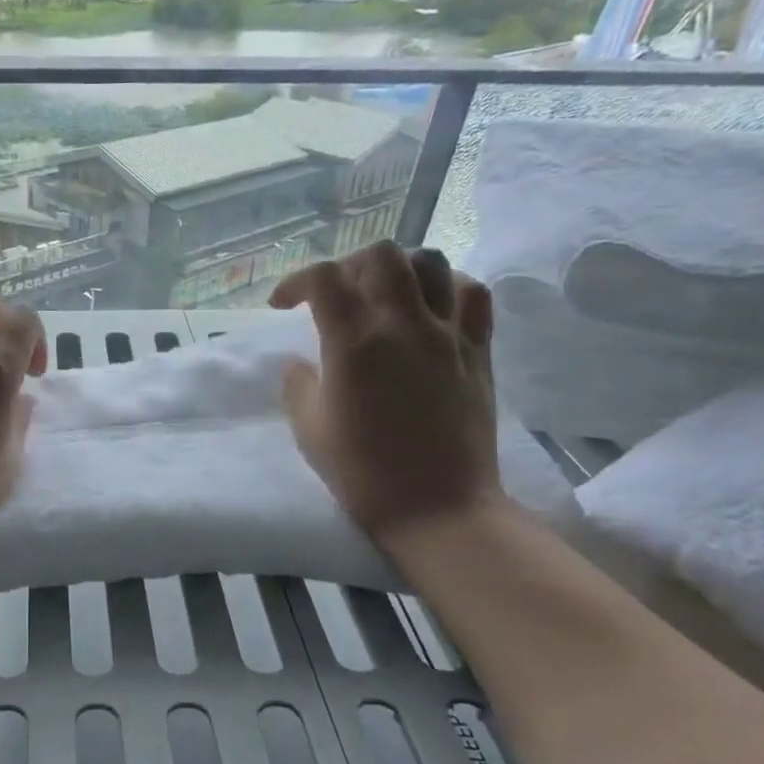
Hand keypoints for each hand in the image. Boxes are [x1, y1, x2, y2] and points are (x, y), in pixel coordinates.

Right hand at [271, 242, 501, 547]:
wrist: (437, 507)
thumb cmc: (364, 473)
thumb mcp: (309, 430)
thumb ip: (298, 386)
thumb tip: (301, 363)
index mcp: (355, 343)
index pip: (323, 279)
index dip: (296, 281)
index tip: (284, 305)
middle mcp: (403, 324)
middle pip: (381, 255)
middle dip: (348, 265)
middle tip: (336, 295)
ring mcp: (448, 334)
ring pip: (431, 262)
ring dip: (399, 270)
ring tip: (384, 296)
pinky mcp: (478, 350)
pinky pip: (473, 294)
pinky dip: (449, 287)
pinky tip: (432, 308)